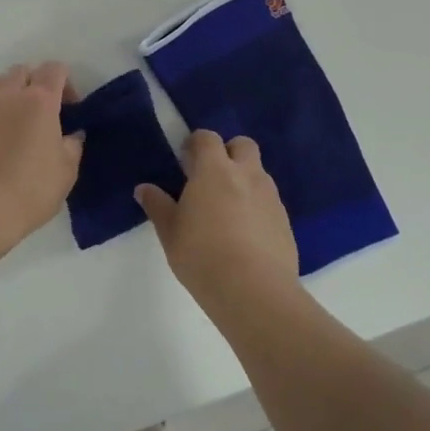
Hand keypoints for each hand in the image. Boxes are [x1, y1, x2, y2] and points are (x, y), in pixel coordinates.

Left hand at [0, 62, 83, 251]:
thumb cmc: (31, 189)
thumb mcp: (67, 171)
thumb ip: (72, 146)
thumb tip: (72, 134)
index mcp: (39, 100)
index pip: (54, 69)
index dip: (66, 82)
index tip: (71, 108)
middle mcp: (8, 95)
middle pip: (22, 70)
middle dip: (35, 82)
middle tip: (44, 110)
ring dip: (7, 89)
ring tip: (15, 114)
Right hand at [136, 131, 296, 307]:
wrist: (255, 292)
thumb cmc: (202, 256)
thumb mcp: (170, 232)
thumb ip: (158, 206)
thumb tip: (144, 189)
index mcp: (215, 170)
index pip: (207, 138)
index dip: (195, 143)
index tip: (185, 160)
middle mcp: (247, 175)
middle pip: (242, 145)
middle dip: (228, 152)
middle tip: (211, 178)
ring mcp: (270, 197)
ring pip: (259, 173)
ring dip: (244, 180)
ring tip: (227, 211)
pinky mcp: (285, 222)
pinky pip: (269, 202)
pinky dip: (257, 207)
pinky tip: (245, 235)